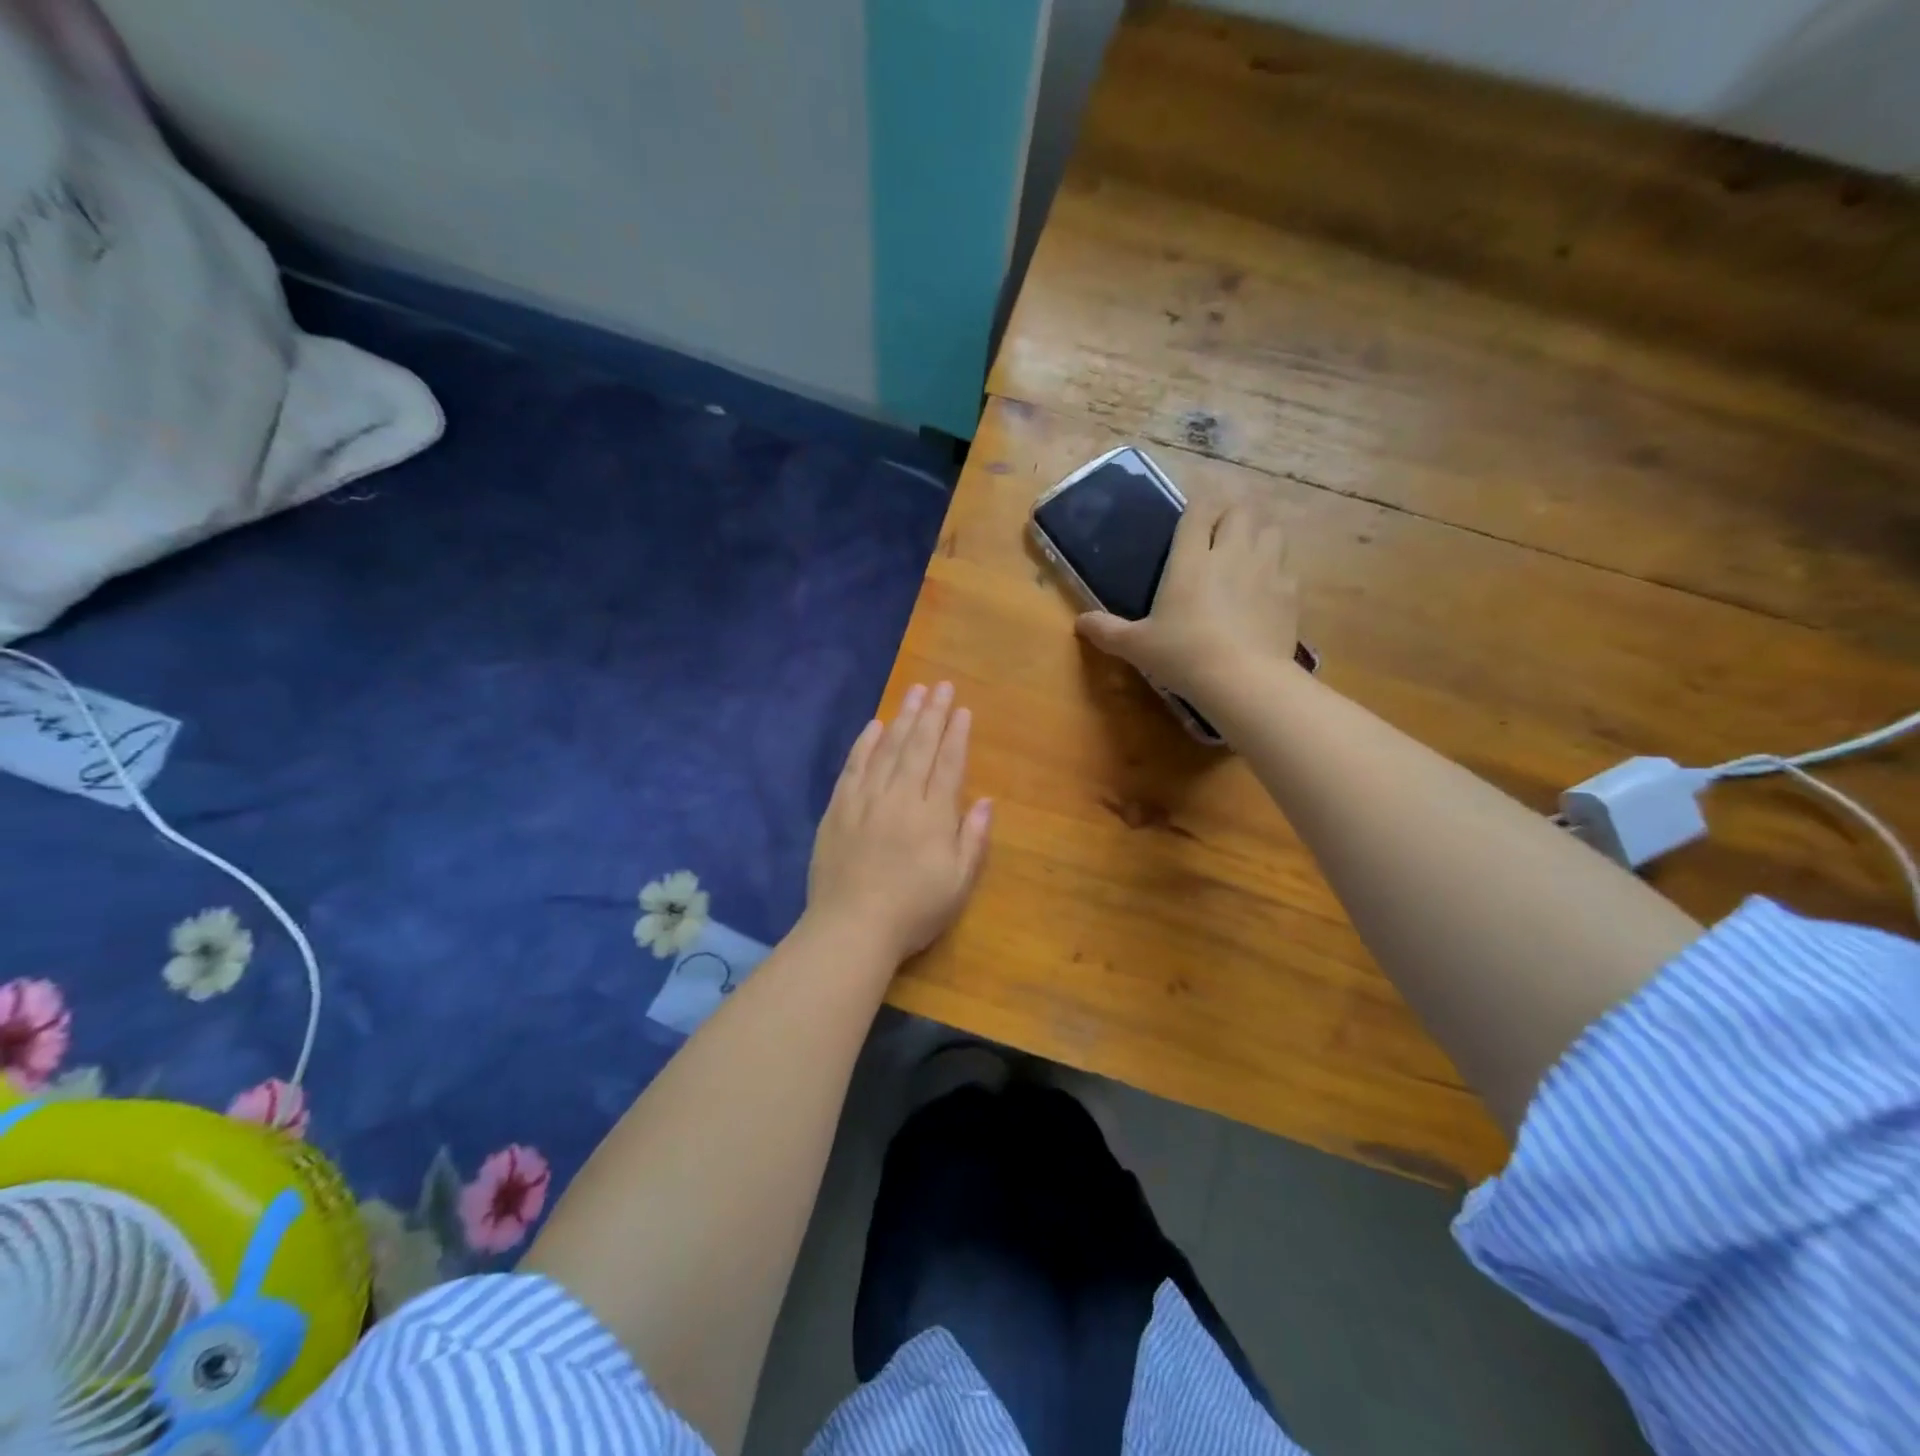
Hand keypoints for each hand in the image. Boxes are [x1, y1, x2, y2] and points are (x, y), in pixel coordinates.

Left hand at [807, 682, 992, 962]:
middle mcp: (900, 798)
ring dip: (902, 719)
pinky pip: (853, 767)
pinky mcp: (838, 809)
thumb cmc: (912, 911)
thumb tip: (987, 801)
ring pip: (887, 750)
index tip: (962, 709)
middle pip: (919, 747)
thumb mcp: (957, 883)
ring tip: (914, 693)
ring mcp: (865, 800)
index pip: (948, 764)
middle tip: (940, 686)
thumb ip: (973, 839)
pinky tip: (874, 726)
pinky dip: (865, 744)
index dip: (956, 735)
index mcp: (932, 815)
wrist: (851, 928)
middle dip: (932, 714)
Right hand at [1076, 488, 1299, 711]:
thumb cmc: (1183, 655)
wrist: (1242, 679)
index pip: (1200, 510)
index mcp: (1191, 558)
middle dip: (1231, 512)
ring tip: (1248, 549)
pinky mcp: (1289, 593)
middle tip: (1219, 529)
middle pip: (1241, 510)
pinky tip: (1266, 586)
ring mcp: (1266, 570)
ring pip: (1271, 530)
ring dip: (1259, 532)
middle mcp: (1231, 553)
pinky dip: (1277, 568)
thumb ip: (1107, 631)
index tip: (1194, 509)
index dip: (1199, 503)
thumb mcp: (1136, 646)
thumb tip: (1079, 623)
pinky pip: (1287, 566)